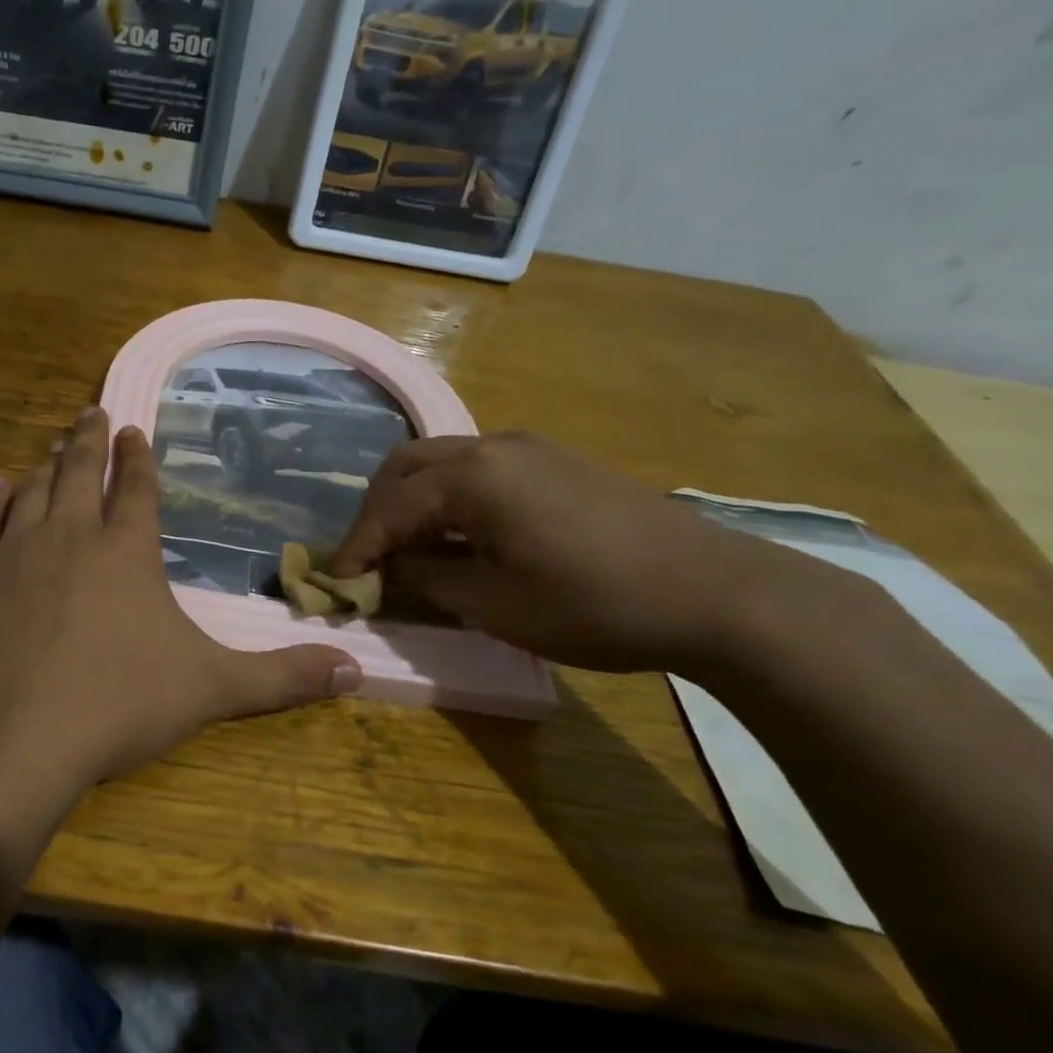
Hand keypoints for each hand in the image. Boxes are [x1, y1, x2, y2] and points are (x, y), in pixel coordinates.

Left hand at [0, 407, 360, 804]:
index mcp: (126, 551)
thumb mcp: (211, 690)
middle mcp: (69, 536)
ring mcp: (13, 553)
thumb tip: (355, 671)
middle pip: (79, 472)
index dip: (138, 457)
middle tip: (92, 412)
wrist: (10, 741)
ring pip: (32, 492)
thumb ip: (282, 677)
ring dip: (44, 465)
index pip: (136, 488)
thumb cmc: (116, 706)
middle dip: (89, 440)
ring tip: (49, 445)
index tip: (134, 429)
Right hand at [328, 432, 808, 674]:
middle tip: (368, 559)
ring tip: (408, 548)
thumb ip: (430, 579)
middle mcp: (492, 446)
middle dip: (376, 512)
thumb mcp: (496, 605)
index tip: (336, 582)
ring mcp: (526, 448)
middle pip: (404, 467)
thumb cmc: (596, 604)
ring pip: (439, 461)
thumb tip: (394, 568)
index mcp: (473, 477)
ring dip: (411, 501)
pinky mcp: (554, 460)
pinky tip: (460, 534)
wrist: (717, 592)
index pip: (390, 507)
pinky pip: (476, 467)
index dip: (357, 546)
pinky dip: (448, 496)